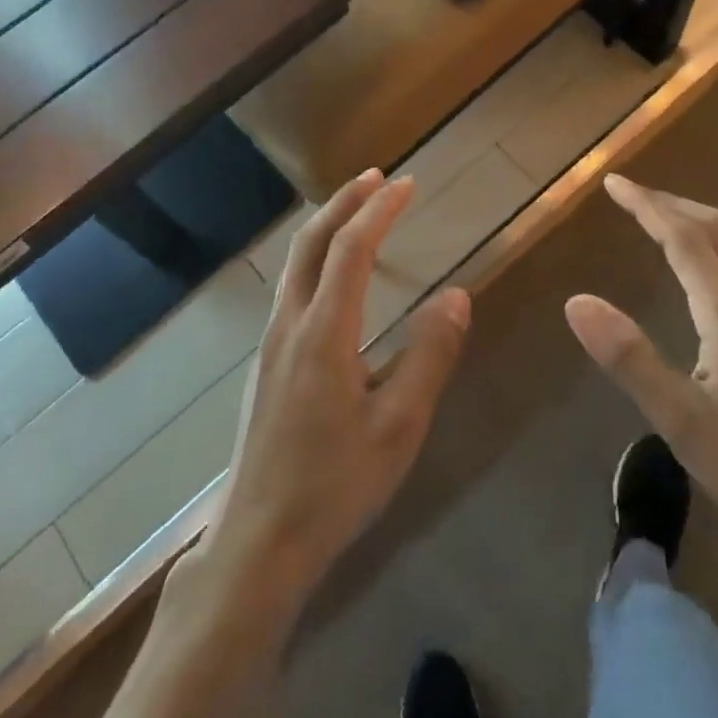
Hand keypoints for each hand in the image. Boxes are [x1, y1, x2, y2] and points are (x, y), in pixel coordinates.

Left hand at [203, 170, 470, 608]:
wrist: (260, 538)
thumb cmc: (337, 484)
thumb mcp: (400, 425)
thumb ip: (430, 356)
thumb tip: (456, 295)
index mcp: (324, 333)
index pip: (351, 249)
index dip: (378, 210)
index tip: (405, 184)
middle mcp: (289, 325)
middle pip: (311, 244)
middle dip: (343, 203)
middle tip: (375, 179)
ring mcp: (270, 345)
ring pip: (295, 265)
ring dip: (326, 229)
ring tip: (356, 215)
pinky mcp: (265, 365)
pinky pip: (290, 290)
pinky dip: (315, 261)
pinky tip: (332, 280)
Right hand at [565, 175, 717, 552]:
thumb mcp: (682, 421)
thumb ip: (629, 358)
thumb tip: (577, 301)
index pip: (686, 240)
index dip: (647, 206)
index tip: (614, 183)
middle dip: (673, 204)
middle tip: (631, 195)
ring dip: (695, 225)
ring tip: (659, 224)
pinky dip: (713, 251)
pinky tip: (701, 279)